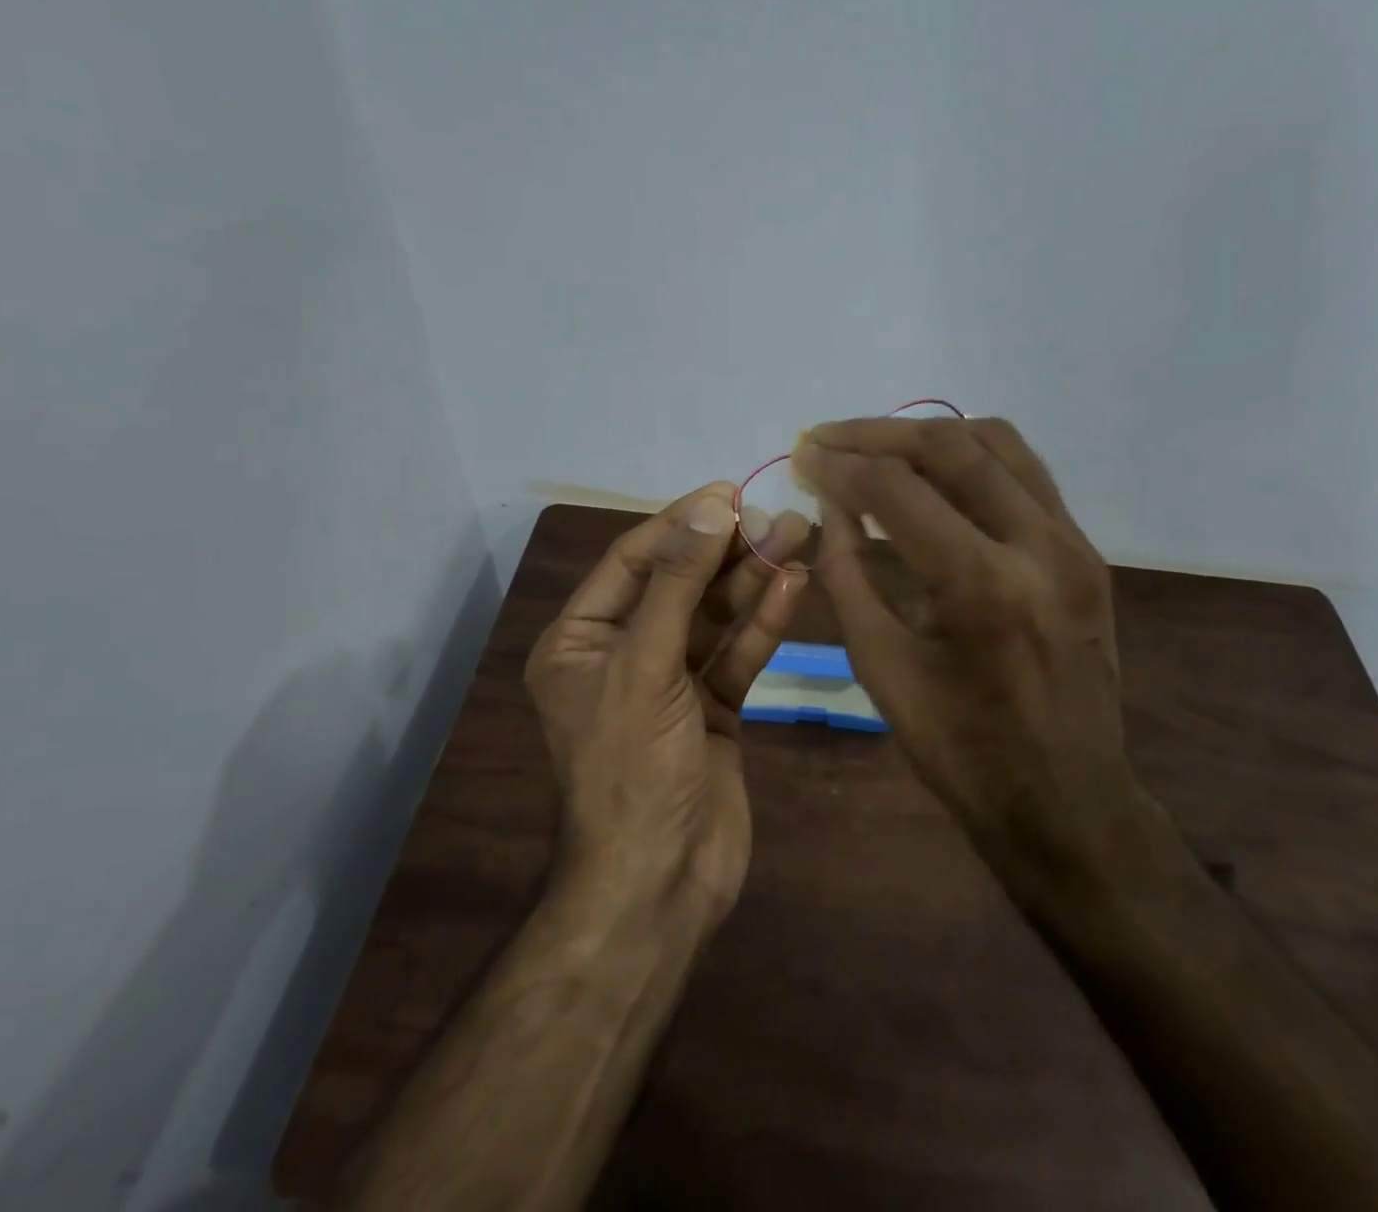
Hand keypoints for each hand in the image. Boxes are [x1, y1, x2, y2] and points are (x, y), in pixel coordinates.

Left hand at [524, 484, 811, 927]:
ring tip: (797, 536)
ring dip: (752, 580)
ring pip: (714, 617)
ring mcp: (671, 683)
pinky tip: (792, 586)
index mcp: (580, 640)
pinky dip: (762, 623)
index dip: (681, 524)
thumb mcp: (646, 665)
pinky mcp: (712, 709)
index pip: (634, 561)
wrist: (660, 884)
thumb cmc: (633, 768)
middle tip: (777, 514)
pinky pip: (736, 654)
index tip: (730, 493)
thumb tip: (709, 506)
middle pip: (679, 584)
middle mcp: (623, 654)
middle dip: (726, 550)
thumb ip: (677, 583)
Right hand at [792, 418, 1142, 910]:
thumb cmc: (960, 750)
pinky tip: (932, 472)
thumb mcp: (880, 666)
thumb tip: (830, 503)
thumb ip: (847, 573)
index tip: (801, 454)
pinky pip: (1024, 474)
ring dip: (928, 435)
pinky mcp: (1085, 551)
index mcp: (982, 586)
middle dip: (877, 434)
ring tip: (875, 449)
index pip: (897, 490)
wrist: (1066, 801)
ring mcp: (1073, 543)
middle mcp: (1039, 546)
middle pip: (951, 446)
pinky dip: (971, 458)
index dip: (840, 465)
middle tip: (828, 438)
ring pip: (998, 443)